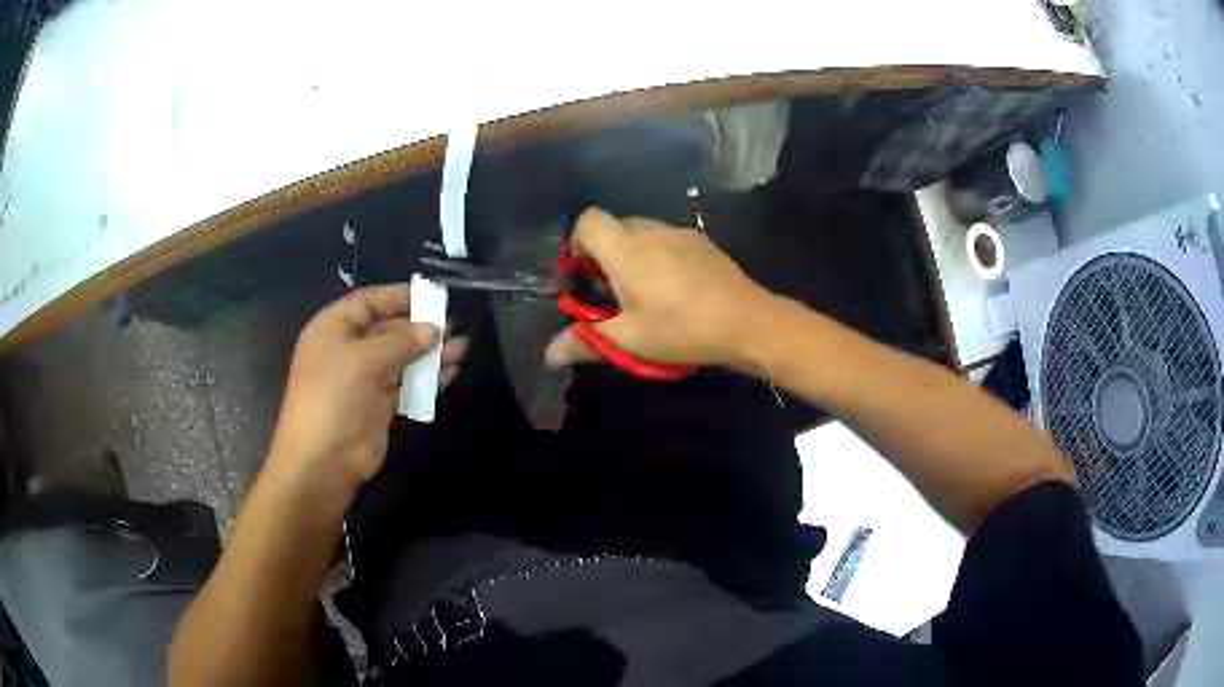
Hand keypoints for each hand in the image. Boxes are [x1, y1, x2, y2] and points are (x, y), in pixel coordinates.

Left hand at [269, 284, 439, 494]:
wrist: (323, 462)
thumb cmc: (334, 399)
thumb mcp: (364, 361)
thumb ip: (400, 341)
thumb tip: (433, 329)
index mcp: (333, 329)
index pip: (368, 302)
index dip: (398, 297)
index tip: (432, 296)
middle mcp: (347, 350)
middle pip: (387, 329)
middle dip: (419, 328)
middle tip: (453, 325)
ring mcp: (364, 380)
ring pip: (401, 358)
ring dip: (429, 354)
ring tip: (461, 348)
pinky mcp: (379, 406)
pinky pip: (406, 385)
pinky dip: (427, 379)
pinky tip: (450, 373)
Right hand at [545, 207, 774, 371]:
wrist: (747, 322)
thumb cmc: (681, 329)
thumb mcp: (629, 340)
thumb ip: (585, 342)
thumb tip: (549, 355)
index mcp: (625, 249)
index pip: (588, 220)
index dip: (577, 243)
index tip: (582, 275)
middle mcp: (650, 230)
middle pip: (615, 226)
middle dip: (604, 253)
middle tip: (610, 292)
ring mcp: (680, 232)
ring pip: (643, 232)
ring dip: (633, 254)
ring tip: (644, 292)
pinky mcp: (703, 241)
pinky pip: (668, 239)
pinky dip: (660, 256)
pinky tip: (675, 289)